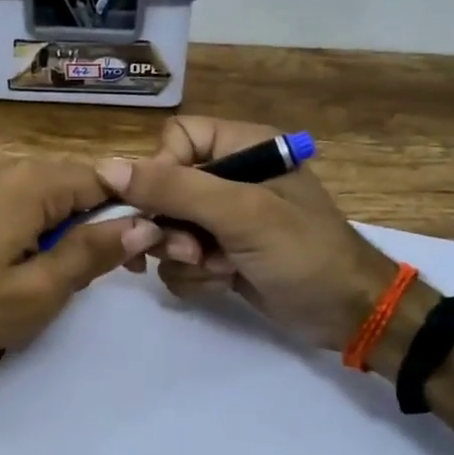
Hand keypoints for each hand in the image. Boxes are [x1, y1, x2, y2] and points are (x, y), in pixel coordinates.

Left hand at [0, 152, 161, 363]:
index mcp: (34, 182)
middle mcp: (10, 165)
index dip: (130, 215)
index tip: (138, 259)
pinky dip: (38, 226)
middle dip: (99, 224)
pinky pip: (20, 200)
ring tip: (64, 276)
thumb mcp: (37, 291)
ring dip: (68, 229)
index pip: (107, 180)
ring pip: (49, 194)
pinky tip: (28, 262)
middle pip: (78, 184)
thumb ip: (92, 253)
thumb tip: (145, 225)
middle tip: (105, 276)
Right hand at [98, 117, 399, 352]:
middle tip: (193, 250)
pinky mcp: (219, 254)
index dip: (161, 172)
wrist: (346, 314)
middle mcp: (229, 177)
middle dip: (172, 226)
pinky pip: (178, 259)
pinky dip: (194, 276)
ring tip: (218, 269)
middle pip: (163, 189)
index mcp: (242, 147)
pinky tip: (223, 283)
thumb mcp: (241, 213)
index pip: (174, 140)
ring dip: (184, 256)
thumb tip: (106, 167)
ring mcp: (223, 219)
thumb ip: (175, 188)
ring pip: (166, 228)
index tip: (164, 207)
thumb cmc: (303, 252)